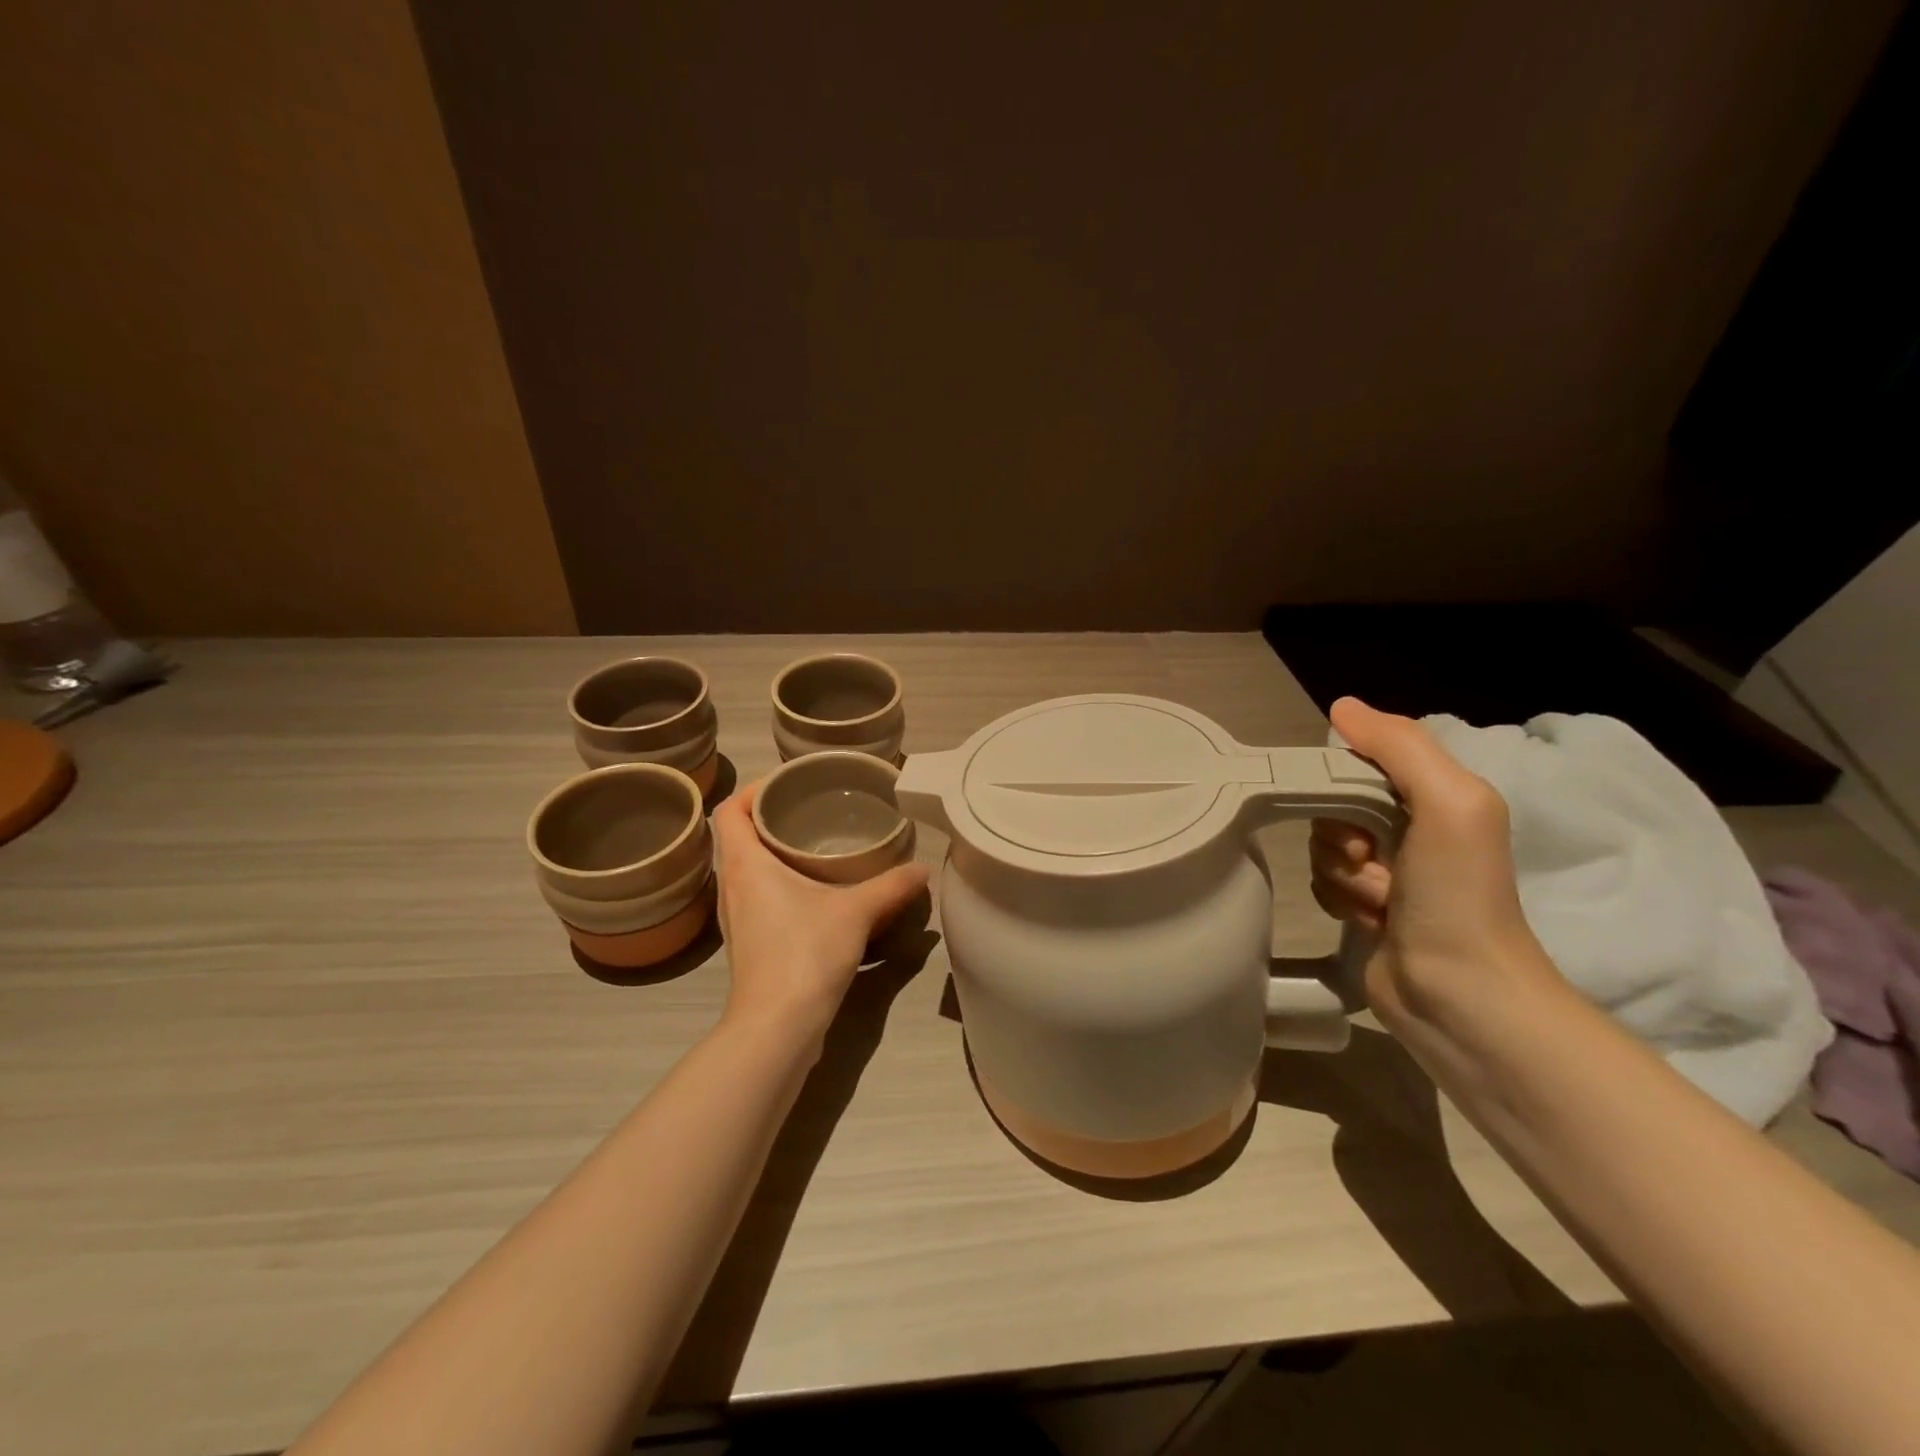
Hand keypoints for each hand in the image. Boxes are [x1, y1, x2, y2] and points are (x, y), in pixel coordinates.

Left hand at [711, 782, 929, 1046]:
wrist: (777, 1026)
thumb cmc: (805, 953)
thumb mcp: (857, 912)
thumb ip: (892, 886)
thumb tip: (923, 869)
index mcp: (745, 865)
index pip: (728, 810)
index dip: (751, 791)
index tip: (786, 785)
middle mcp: (731, 887)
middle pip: (735, 837)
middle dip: (767, 818)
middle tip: (808, 810)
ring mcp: (735, 918)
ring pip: (744, 869)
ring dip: (770, 852)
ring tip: (811, 845)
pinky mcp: (746, 943)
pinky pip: (754, 896)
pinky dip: (775, 882)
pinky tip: (810, 892)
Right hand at [1310, 697, 1563, 1032]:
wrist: (1459, 994)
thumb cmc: (1458, 894)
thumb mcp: (1449, 802)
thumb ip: (1399, 746)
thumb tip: (1340, 706)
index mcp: (1437, 794)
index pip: (1362, 761)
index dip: (1342, 781)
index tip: (1351, 810)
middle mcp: (1412, 826)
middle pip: (1334, 804)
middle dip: (1341, 834)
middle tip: (1370, 860)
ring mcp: (1388, 869)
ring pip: (1323, 845)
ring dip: (1341, 873)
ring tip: (1379, 902)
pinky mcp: (1365, 906)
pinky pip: (1322, 881)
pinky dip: (1338, 898)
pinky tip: (1370, 920)